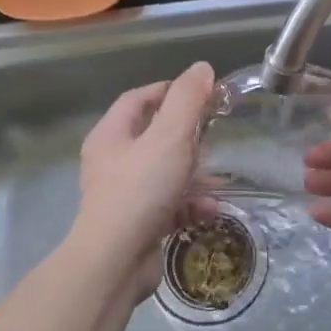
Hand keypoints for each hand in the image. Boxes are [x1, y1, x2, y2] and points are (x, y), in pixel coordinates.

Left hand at [71, 61, 216, 293]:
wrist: (115, 262)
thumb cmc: (140, 190)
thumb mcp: (170, 137)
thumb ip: (187, 100)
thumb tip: (202, 68)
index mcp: (111, 135)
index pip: (139, 99)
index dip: (169, 90)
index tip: (201, 93)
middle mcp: (112, 162)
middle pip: (154, 136)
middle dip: (188, 137)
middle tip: (214, 135)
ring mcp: (123, 195)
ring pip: (165, 173)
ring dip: (195, 175)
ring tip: (218, 180)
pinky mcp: (137, 223)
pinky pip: (168, 204)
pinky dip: (190, 204)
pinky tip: (211, 210)